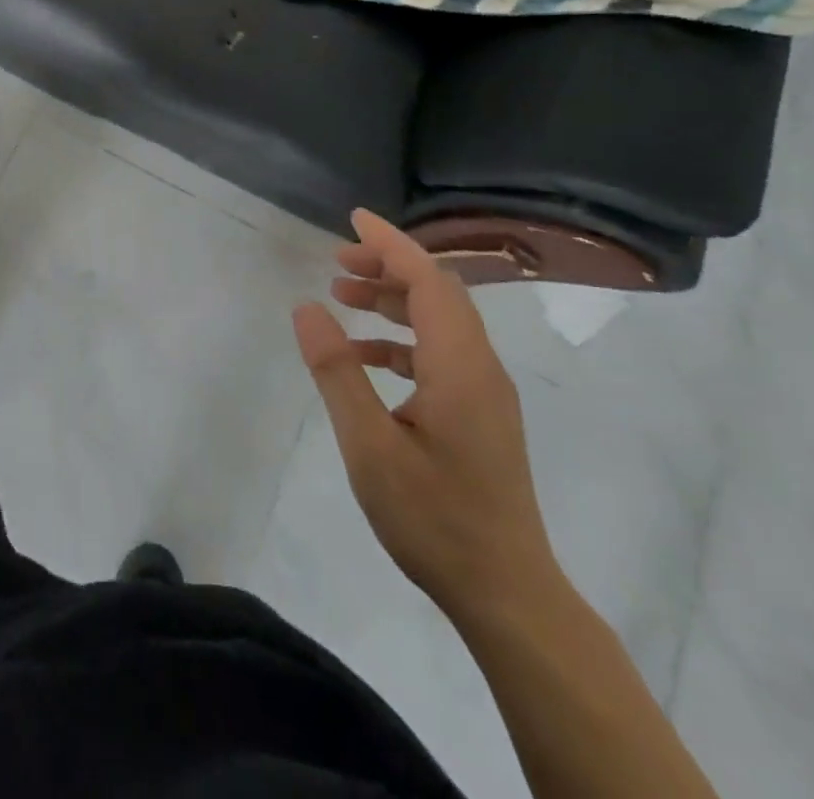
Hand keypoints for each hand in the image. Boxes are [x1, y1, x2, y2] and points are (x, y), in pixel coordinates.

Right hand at [292, 210, 561, 624]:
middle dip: (387, 266)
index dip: (392, 244)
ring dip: (392, 301)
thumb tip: (307, 308)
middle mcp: (481, 368)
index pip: (429, 280)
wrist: (507, 594)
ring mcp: (485, 392)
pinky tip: (364, 357)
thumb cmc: (434, 518)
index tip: (353, 220)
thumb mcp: (369, 444)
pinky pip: (440, 353)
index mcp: (461, 366)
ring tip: (341, 297)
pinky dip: (400, 338)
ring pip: (440, 321)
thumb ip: (337, 371)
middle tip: (335, 263)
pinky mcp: (479, 414)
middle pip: (438, 293)